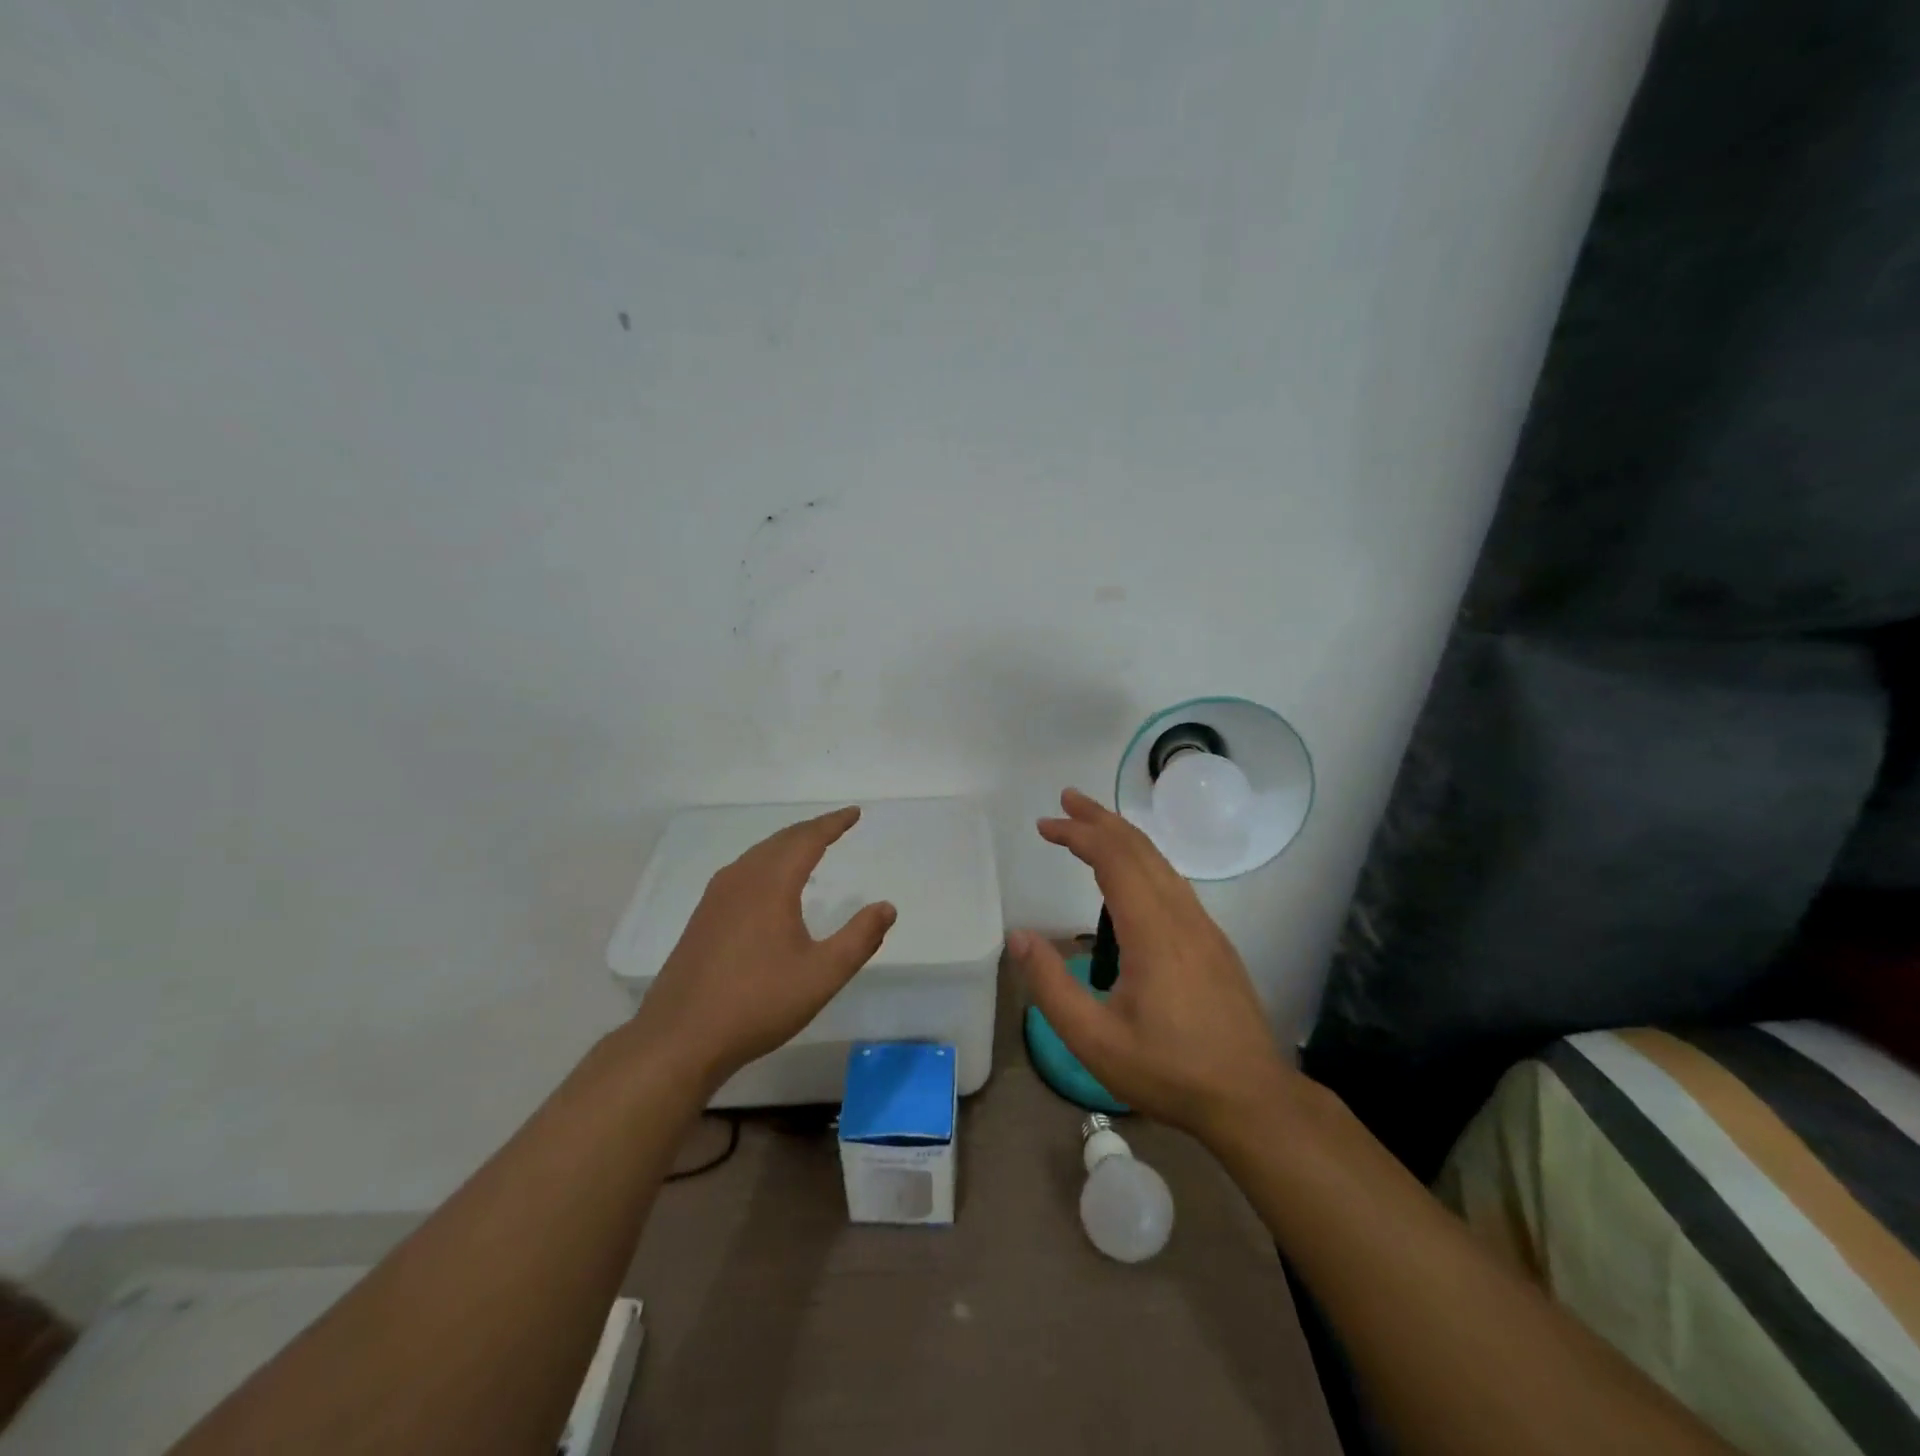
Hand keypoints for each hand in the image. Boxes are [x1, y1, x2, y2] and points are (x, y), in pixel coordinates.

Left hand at [629, 807, 896, 1089]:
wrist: (681, 1038)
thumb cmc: (758, 1004)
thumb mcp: (822, 975)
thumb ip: (859, 938)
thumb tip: (887, 907)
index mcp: (771, 885)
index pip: (807, 840)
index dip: (833, 824)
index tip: (854, 813)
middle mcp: (741, 880)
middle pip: (780, 841)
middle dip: (811, 829)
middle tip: (836, 825)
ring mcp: (716, 898)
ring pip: (758, 855)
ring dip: (786, 845)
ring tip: (808, 847)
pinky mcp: (702, 917)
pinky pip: (742, 872)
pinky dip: (766, 862)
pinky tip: (769, 884)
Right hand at [1008, 788, 1294, 1140]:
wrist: (1253, 1099)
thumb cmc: (1169, 1071)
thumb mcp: (1095, 1040)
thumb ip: (1051, 986)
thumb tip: (1017, 936)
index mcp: (1153, 931)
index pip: (1114, 858)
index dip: (1078, 833)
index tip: (1045, 825)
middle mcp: (1182, 916)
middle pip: (1140, 848)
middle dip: (1100, 819)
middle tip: (1064, 802)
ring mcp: (1204, 927)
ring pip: (1161, 862)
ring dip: (1123, 836)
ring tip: (1090, 827)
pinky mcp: (1214, 942)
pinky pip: (1174, 882)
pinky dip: (1143, 860)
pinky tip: (1130, 875)